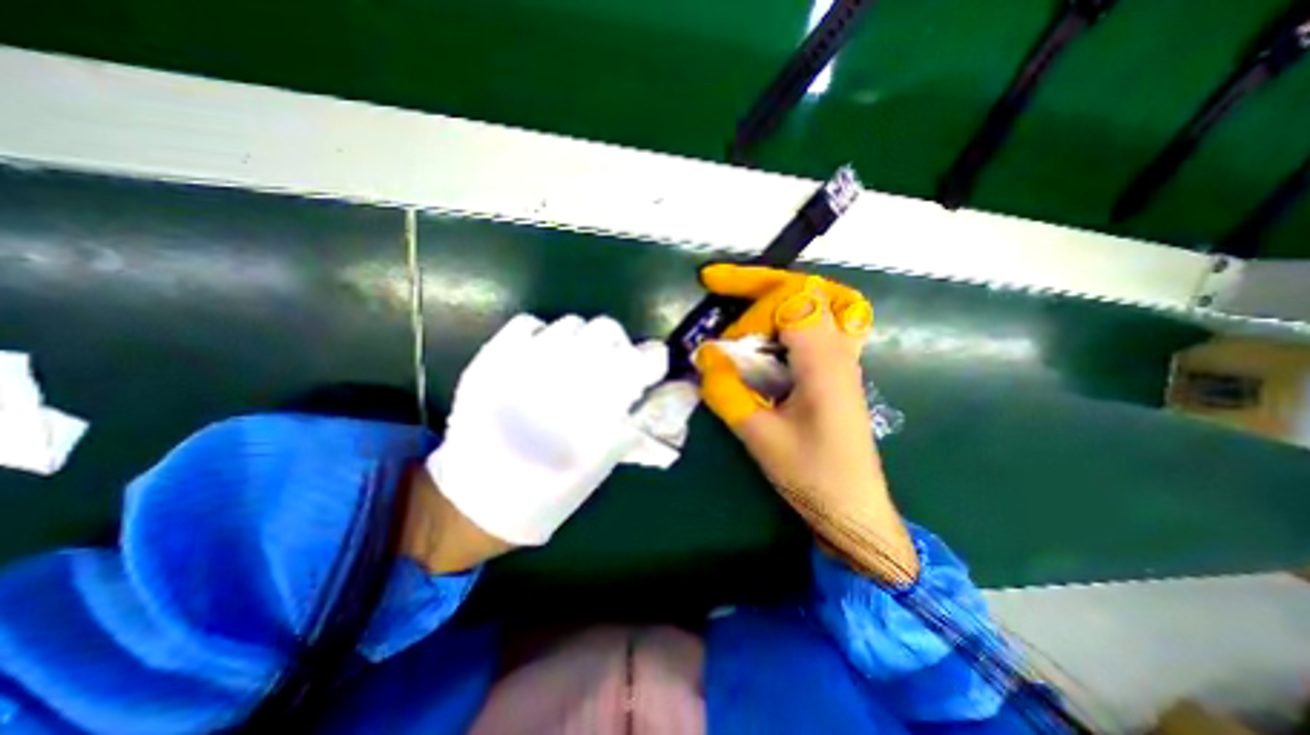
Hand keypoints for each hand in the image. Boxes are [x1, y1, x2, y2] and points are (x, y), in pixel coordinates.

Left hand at [426, 313, 666, 546]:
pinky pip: (529, 323)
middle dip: (617, 345)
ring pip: (572, 323)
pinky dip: (541, 335)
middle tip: (609, 367)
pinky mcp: (494, 355)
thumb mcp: (606, 458)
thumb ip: (636, 418)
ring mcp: (528, 357)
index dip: (653, 361)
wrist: (482, 498)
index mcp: (602, 398)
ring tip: (571, 365)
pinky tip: (539, 358)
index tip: (649, 371)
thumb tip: (659, 392)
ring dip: (581, 341)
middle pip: (609, 328)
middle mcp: (569, 369)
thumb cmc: (553, 487)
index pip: (647, 356)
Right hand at [688, 265, 911, 585]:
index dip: (750, 305)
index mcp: (825, 362)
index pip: (791, 300)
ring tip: (738, 302)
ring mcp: (843, 358)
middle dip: (758, 283)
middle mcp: (840, 350)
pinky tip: (763, 335)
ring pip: (816, 301)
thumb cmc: (812, 476)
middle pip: (806, 289)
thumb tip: (704, 357)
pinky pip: (816, 325)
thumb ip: (728, 392)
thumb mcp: (760, 436)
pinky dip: (785, 317)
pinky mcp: (836, 370)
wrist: (853, 508)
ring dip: (773, 297)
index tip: (721, 328)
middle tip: (716, 281)